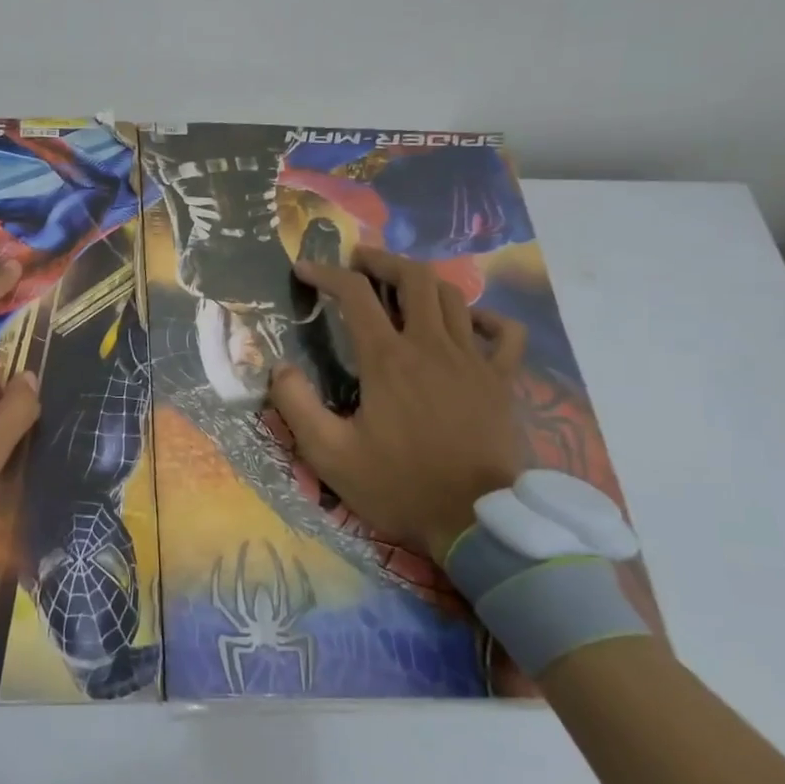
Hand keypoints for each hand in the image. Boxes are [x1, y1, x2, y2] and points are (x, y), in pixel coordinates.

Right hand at [269, 247, 526, 561]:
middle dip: (381, 261)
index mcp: (388, 360)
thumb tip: (279, 368)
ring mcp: (474, 361)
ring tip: (400, 284)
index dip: (325, 274)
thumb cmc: (398, 485)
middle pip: (413, 278)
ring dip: (422, 281)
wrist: (476, 522)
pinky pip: (505, 333)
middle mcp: (432, 346)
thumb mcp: (329, 454)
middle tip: (358, 262)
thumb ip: (297, 405)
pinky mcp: (503, 382)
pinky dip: (485, 317)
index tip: (304, 269)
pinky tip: (468, 322)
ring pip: (453, 296)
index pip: (354, 295)